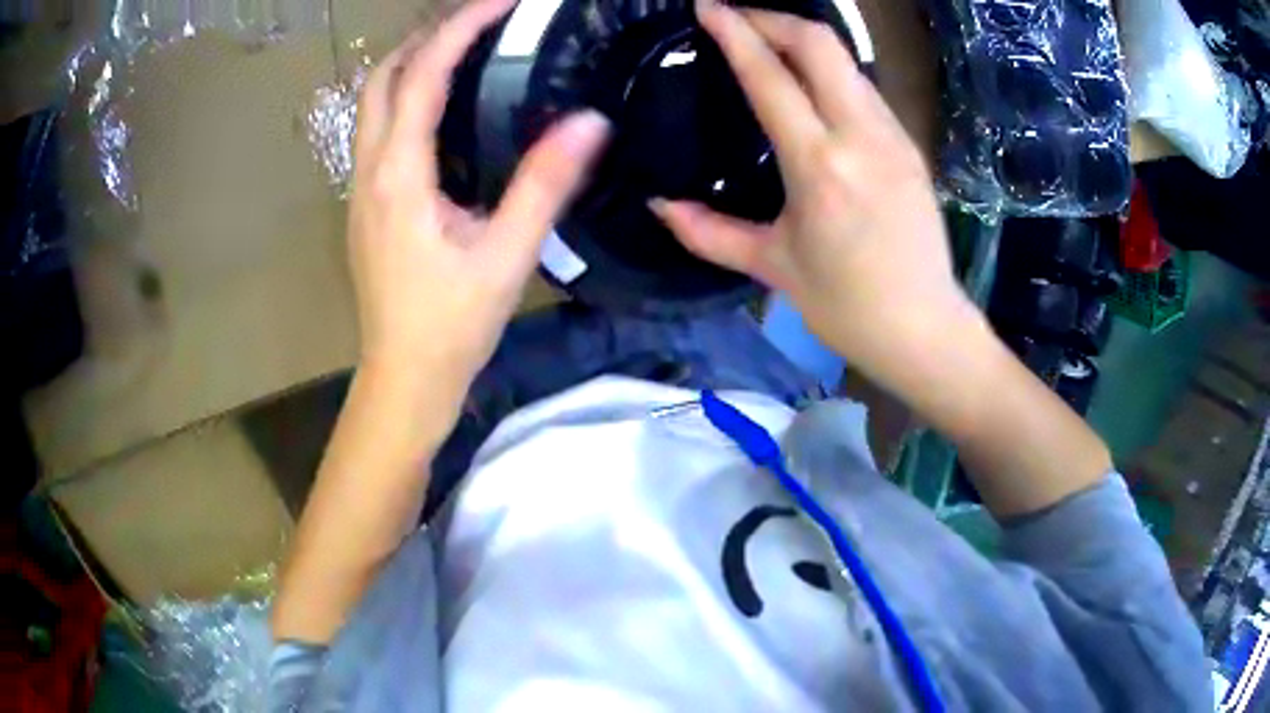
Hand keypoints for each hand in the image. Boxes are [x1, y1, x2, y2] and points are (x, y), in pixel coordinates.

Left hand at [349, 0, 608, 402]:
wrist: (404, 378)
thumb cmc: (451, 325)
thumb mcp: (506, 255)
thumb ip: (545, 184)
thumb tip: (590, 121)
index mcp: (399, 176)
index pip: (422, 76)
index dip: (461, 28)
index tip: (502, 2)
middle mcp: (369, 171)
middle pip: (381, 78)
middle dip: (427, 37)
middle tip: (481, 22)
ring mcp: (361, 188)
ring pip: (372, 103)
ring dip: (411, 64)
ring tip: (465, 49)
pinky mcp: (367, 205)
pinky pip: (378, 130)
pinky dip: (406, 98)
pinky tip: (444, 108)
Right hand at [651, 4, 978, 387]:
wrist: (925, 329)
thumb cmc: (846, 306)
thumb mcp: (773, 267)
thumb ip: (708, 232)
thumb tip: (659, 206)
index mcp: (820, 166)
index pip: (771, 76)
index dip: (735, 32)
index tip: (707, 7)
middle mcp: (861, 136)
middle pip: (820, 43)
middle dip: (773, 18)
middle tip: (735, 19)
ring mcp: (893, 136)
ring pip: (847, 60)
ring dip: (803, 40)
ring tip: (767, 44)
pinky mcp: (909, 145)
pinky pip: (864, 87)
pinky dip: (830, 69)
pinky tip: (810, 83)